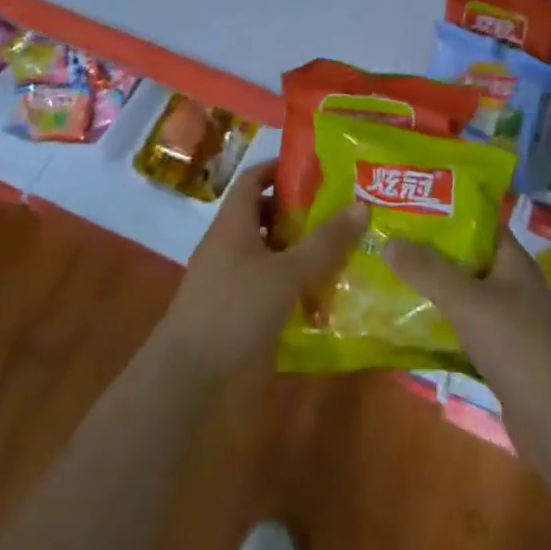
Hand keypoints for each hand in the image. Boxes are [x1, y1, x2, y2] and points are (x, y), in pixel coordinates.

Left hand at [155, 160, 367, 386]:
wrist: (188, 381)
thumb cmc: (234, 310)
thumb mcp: (286, 273)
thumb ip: (325, 243)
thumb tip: (362, 207)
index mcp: (233, 223)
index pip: (254, 179)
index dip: (281, 168)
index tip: (317, 169)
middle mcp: (229, 245)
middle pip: (264, 215)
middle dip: (299, 212)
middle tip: (340, 211)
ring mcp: (230, 280)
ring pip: (269, 253)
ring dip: (299, 251)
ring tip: (340, 251)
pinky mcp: (236, 313)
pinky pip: (268, 286)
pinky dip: (292, 285)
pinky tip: (322, 297)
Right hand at [382, 230, 550, 414]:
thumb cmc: (516, 346)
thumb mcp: (467, 301)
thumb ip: (427, 270)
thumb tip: (389, 241)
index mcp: (513, 260)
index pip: (478, 222)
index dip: (445, 212)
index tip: (408, 208)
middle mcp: (512, 284)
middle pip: (467, 257)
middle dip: (430, 251)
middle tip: (389, 241)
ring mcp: (509, 320)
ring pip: (464, 293)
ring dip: (433, 288)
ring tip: (391, 277)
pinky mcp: (501, 354)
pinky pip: (465, 326)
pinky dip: (441, 322)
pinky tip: (411, 324)